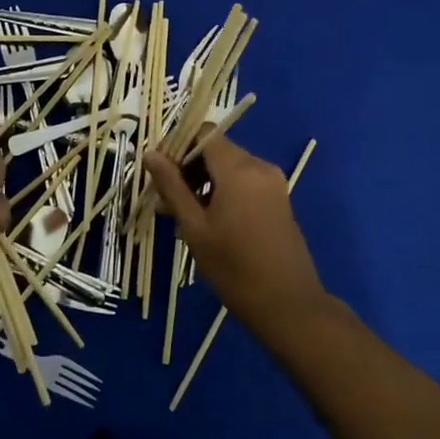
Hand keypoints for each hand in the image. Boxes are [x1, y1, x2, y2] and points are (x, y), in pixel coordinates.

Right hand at [145, 135, 324, 325]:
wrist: (287, 304)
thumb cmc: (234, 267)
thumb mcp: (195, 227)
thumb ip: (172, 186)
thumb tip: (151, 154)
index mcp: (238, 169)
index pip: (203, 134)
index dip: (177, 146)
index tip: (159, 174)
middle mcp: (259, 166)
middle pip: (215, 150)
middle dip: (188, 168)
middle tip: (166, 201)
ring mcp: (272, 183)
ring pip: (228, 167)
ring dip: (203, 182)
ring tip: (182, 216)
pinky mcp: (278, 199)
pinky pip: (243, 182)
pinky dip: (222, 191)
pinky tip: (207, 221)